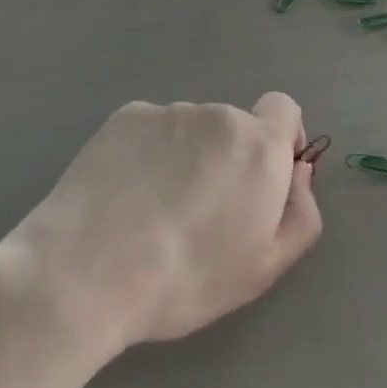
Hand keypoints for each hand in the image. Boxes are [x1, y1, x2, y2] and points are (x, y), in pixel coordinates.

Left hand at [10, 94, 322, 350]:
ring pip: (190, 131)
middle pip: (234, 127)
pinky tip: (124, 194)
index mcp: (259, 147)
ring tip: (152, 209)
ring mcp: (168, 112)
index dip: (281, 139)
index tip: (263, 179)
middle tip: (200, 212)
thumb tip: (299, 174)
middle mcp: (219, 115)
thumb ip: (300, 215)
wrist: (86, 271)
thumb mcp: (263, 268)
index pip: (285, 109)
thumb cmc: (186, 278)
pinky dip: (147, 154)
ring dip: (186, 157)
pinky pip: (150, 131)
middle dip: (227, 159)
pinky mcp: (126, 117)